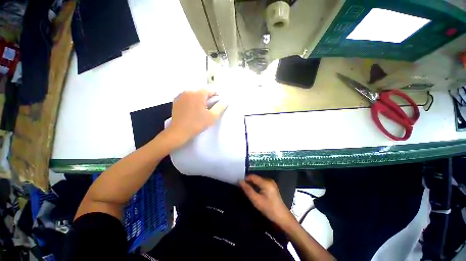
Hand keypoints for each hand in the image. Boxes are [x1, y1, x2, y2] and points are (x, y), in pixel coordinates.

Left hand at [168, 89, 226, 142]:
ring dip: (199, 99)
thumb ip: (220, 107)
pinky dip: (192, 100)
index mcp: (198, 94)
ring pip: (194, 94)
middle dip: (207, 97)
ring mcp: (181, 95)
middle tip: (210, 107)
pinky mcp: (176, 100)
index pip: (210, 90)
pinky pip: (187, 97)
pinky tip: (192, 109)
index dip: (216, 95)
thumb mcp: (212, 117)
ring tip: (201, 108)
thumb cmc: (197, 124)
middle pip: (202, 91)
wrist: (179, 132)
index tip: (218, 103)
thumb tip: (225, 101)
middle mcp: (189, 91)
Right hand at [240, 174, 295, 226]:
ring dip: (252, 184)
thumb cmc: (269, 209)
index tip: (239, 184)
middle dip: (249, 182)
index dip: (245, 179)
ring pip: (258, 181)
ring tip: (247, 190)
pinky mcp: (272, 186)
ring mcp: (271, 183)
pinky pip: (261, 183)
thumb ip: (248, 190)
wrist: (282, 217)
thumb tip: (240, 181)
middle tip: (242, 188)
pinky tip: (254, 192)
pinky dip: (257, 186)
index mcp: (266, 182)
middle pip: (255, 178)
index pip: (252, 176)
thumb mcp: (256, 200)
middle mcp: (269, 180)